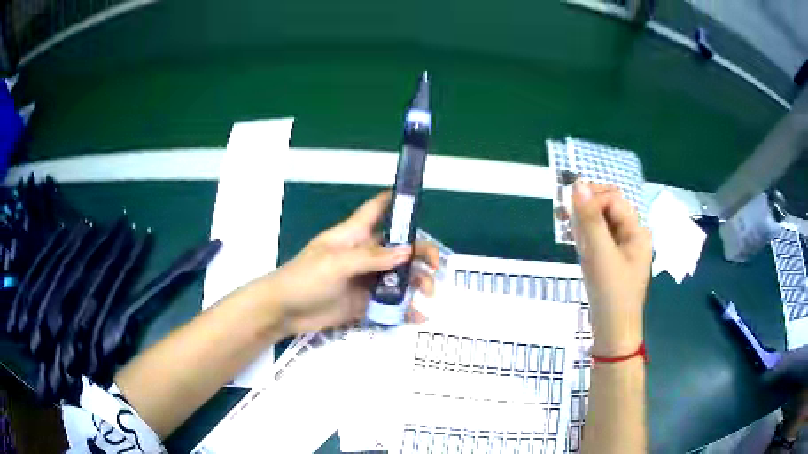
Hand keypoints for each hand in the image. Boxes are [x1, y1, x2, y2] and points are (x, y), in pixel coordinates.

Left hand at [266, 191, 439, 334]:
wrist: (285, 311)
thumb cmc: (305, 277)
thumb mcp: (337, 263)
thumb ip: (372, 257)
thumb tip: (408, 251)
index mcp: (354, 235)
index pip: (377, 209)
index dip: (396, 201)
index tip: (419, 200)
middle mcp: (364, 254)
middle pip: (398, 247)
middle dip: (420, 253)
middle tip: (436, 266)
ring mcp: (365, 279)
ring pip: (399, 276)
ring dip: (417, 282)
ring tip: (428, 294)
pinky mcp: (364, 302)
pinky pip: (390, 303)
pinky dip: (405, 309)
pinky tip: (419, 316)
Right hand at [572, 182, 652, 356]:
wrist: (613, 333)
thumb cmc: (612, 294)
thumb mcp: (600, 254)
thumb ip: (590, 219)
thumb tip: (577, 184)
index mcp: (637, 231)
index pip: (613, 199)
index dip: (592, 199)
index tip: (571, 213)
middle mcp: (632, 236)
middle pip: (609, 208)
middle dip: (586, 207)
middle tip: (562, 216)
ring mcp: (622, 249)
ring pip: (602, 223)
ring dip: (583, 220)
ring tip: (565, 226)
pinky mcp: (612, 261)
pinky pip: (599, 239)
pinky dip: (586, 236)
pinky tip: (576, 241)